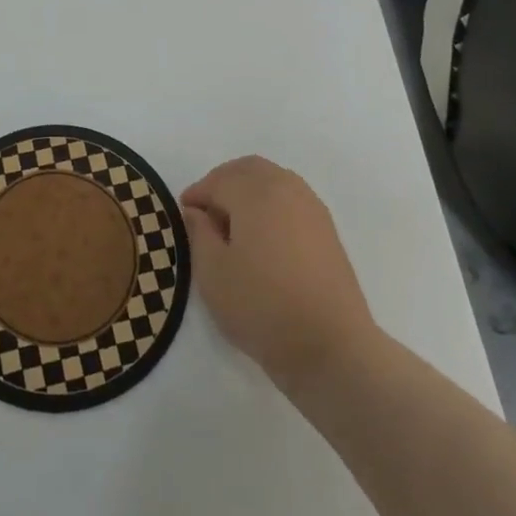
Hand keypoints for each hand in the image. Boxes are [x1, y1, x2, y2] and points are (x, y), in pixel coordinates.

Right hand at [182, 156, 376, 393]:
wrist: (331, 346)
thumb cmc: (262, 306)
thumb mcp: (213, 273)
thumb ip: (199, 233)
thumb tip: (197, 211)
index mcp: (255, 192)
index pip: (218, 181)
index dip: (197, 194)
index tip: (183, 214)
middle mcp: (286, 188)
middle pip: (248, 169)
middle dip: (223, 182)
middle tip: (206, 211)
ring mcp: (311, 207)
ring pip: (273, 180)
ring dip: (248, 190)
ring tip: (233, 225)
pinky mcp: (327, 229)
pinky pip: (291, 198)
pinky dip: (271, 203)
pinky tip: (263, 237)